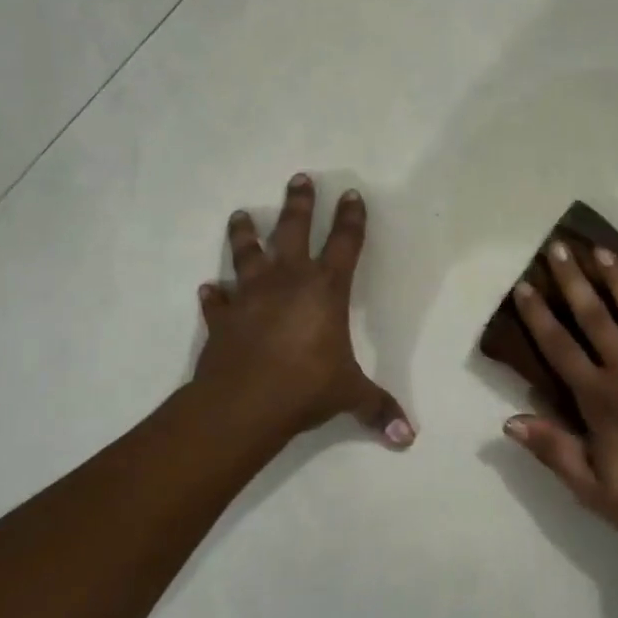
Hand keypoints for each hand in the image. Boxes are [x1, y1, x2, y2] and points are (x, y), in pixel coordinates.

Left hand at [194, 175, 413, 446]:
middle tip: (298, 177)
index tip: (351, 194)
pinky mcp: (222, 318)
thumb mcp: (350, 396)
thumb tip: (409, 439)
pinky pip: (217, 301)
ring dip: (245, 234)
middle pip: (293, 230)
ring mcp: (250, 296)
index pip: (345, 244)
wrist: (243, 404)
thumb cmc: (305, 388)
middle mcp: (288, 282)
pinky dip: (214, 294)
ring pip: (247, 254)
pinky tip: (208, 288)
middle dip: (299, 203)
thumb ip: (378, 410)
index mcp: (325, 290)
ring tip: (241, 213)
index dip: (351, 219)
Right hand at [504, 241, 617, 557]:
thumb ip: (555, 451)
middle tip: (560, 247)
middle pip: (596, 317)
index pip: (560, 348)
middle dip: (574, 281)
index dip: (538, 316)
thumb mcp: (595, 492)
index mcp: (601, 399)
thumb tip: (510, 420)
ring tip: (604, 251)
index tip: (524, 285)